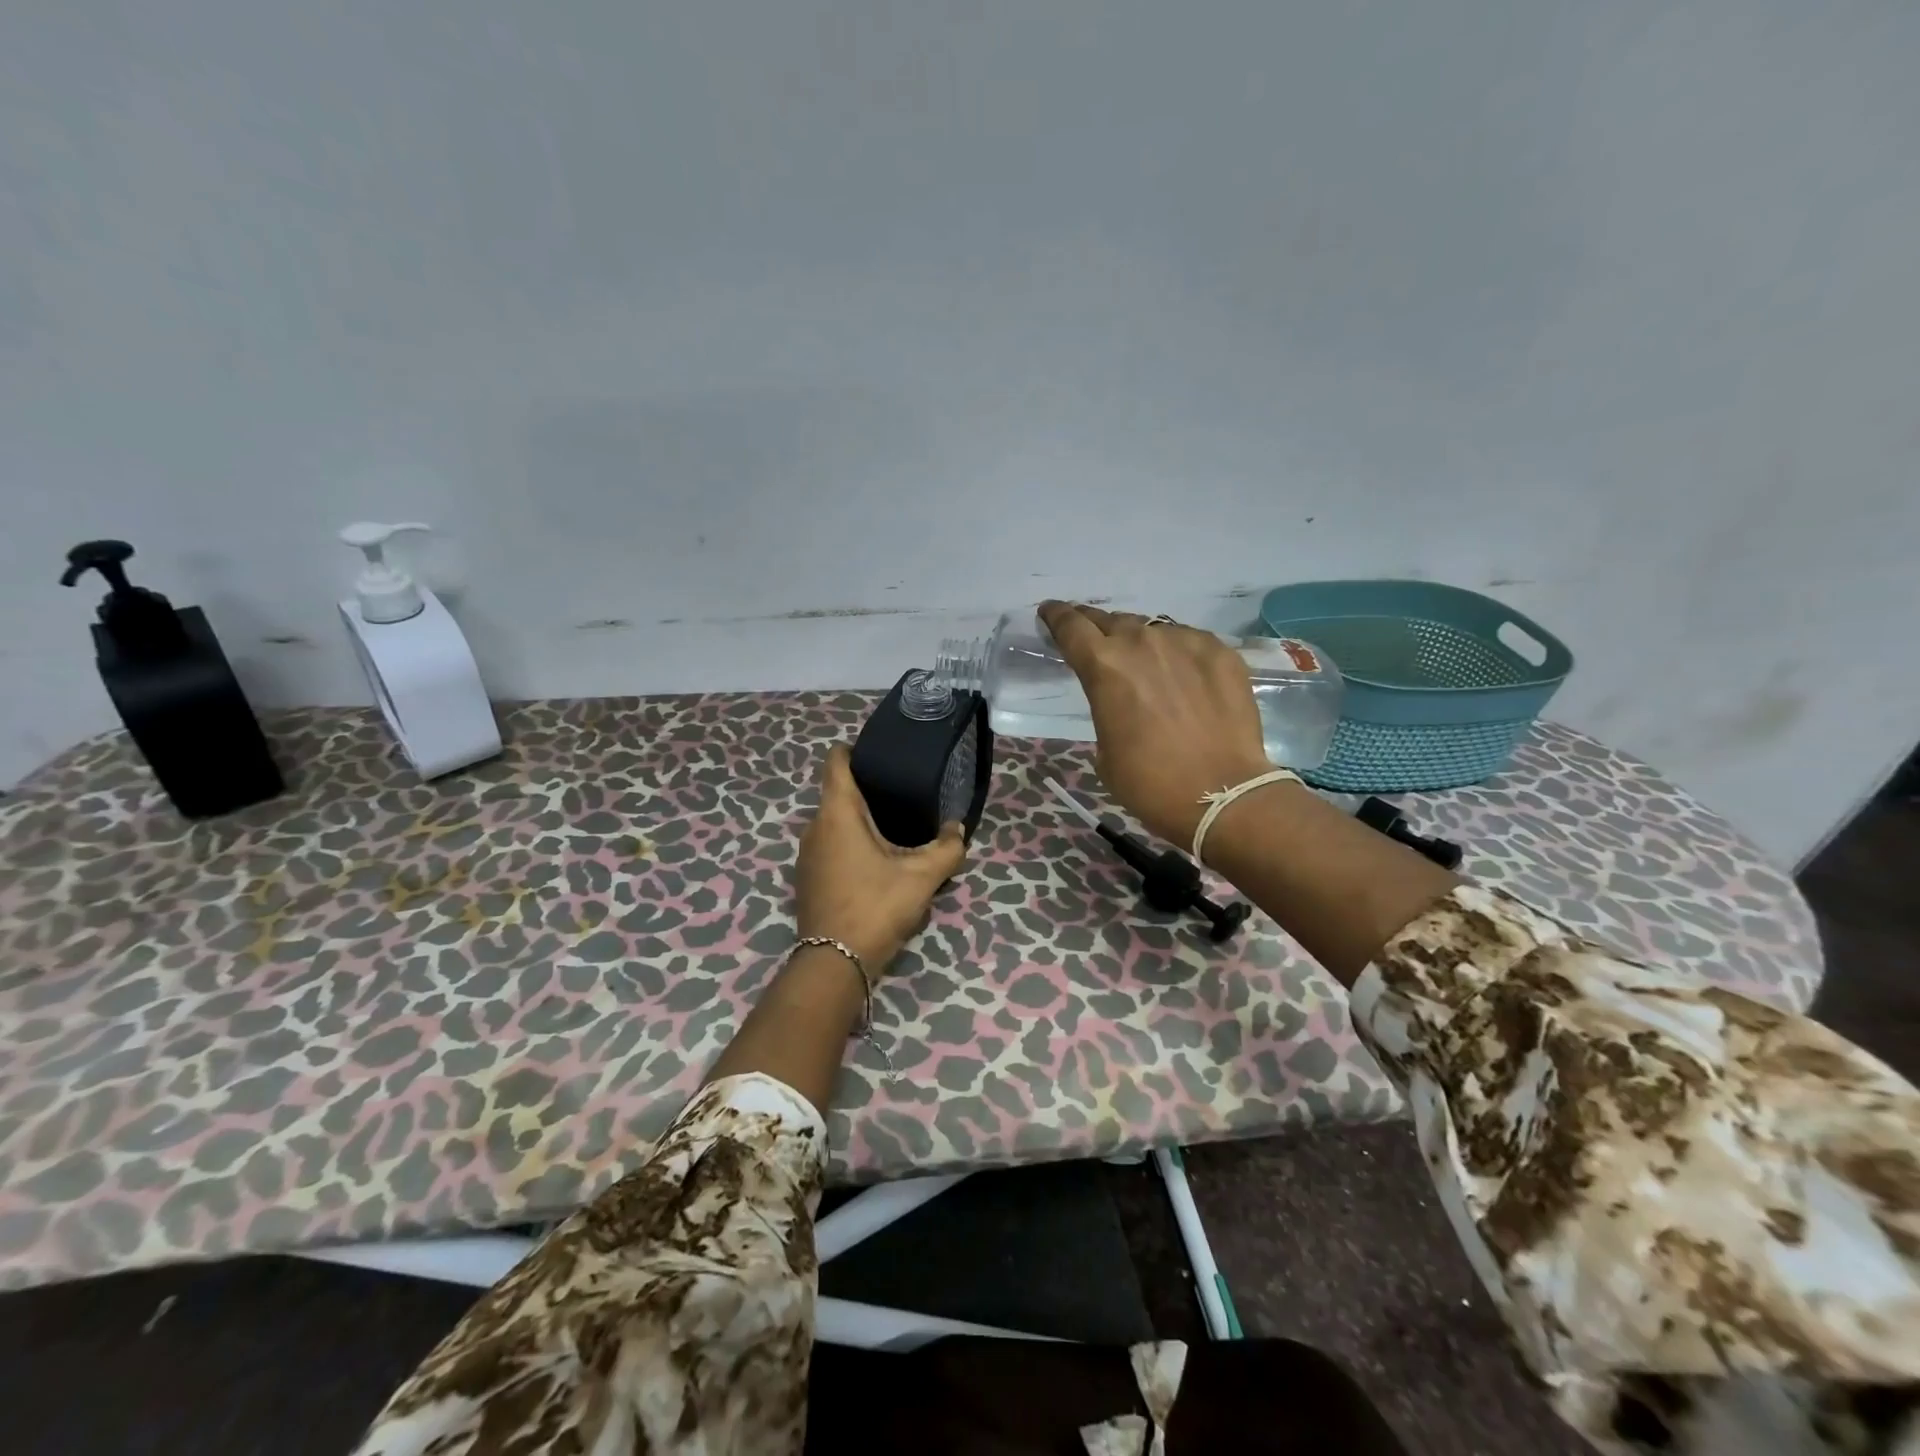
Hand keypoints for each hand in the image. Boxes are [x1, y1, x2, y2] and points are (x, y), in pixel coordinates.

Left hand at [794, 745, 967, 968]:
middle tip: (902, 791)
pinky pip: (829, 844)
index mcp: (838, 812)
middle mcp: (815, 826)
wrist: (834, 962)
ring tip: (894, 824)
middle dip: (867, 787)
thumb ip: (946, 848)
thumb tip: (957, 829)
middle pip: (837, 791)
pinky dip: (849, 842)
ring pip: (833, 821)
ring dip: (859, 818)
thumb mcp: (922, 876)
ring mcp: (807, 854)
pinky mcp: (808, 877)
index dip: (854, 749)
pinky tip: (875, 858)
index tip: (881, 753)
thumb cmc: (876, 906)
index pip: (835, 761)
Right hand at [1038, 601, 1272, 845]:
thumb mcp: (1105, 749)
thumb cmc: (1149, 783)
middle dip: (1096, 626)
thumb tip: (1121, 697)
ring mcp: (1185, 642)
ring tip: (1143, 660)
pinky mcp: (1220, 651)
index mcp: (1103, 666)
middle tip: (1093, 637)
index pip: (1070, 626)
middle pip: (1111, 621)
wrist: (1221, 794)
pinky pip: (1189, 641)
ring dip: (1140, 641)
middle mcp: (1142, 642)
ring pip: (1152, 629)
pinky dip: (1178, 652)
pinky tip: (1183, 673)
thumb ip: (1105, 707)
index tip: (1049, 611)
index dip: (1056, 616)